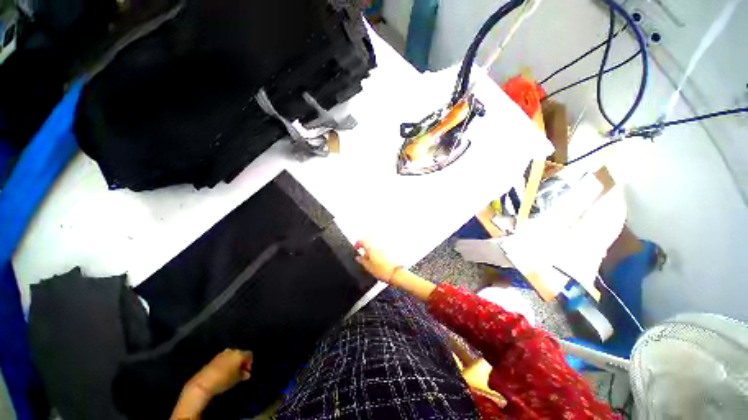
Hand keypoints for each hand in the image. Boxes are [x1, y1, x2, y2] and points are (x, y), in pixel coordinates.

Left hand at [188, 349, 252, 396]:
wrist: (203, 383)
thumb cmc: (224, 380)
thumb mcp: (237, 379)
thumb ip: (244, 374)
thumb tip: (247, 373)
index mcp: (239, 354)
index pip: (249, 354)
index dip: (250, 362)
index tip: (247, 371)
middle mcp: (232, 351)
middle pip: (240, 354)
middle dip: (241, 362)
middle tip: (240, 371)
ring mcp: (222, 354)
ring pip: (231, 356)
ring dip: (233, 362)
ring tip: (232, 372)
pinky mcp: (213, 359)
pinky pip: (224, 359)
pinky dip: (226, 363)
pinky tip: (224, 372)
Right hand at [354, 240, 399, 283]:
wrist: (396, 273)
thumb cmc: (383, 271)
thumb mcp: (368, 267)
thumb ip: (361, 261)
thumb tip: (358, 258)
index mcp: (371, 246)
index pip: (361, 240)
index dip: (357, 244)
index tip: (356, 249)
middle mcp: (378, 244)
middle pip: (369, 241)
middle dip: (365, 246)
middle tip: (362, 254)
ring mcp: (385, 247)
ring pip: (375, 244)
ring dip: (371, 249)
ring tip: (370, 258)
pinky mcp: (390, 250)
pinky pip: (381, 248)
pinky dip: (378, 251)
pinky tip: (378, 259)